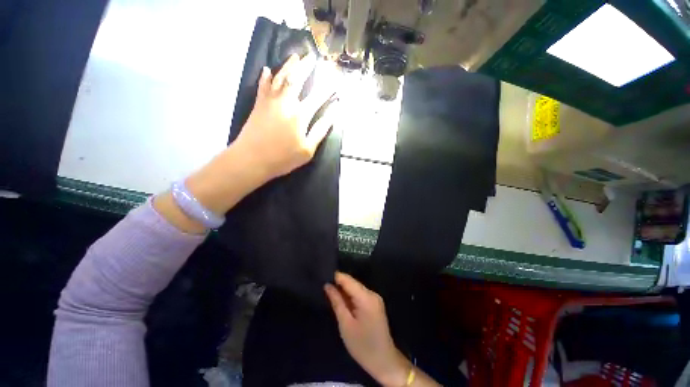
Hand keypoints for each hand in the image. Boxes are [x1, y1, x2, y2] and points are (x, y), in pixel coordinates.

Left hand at [234, 53, 338, 179]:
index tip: (335, 79)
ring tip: (295, 57)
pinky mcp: (258, 105)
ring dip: (289, 66)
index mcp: (300, 115)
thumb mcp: (307, 150)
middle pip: (297, 79)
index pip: (318, 97)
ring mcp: (270, 101)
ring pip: (280, 78)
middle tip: (313, 57)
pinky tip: (267, 69)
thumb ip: (320, 130)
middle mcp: (286, 102)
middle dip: (306, 67)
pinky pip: (262, 86)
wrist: (251, 159)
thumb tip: (333, 115)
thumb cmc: (283, 158)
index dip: (327, 88)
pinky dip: (265, 77)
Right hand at [325, 272, 410, 385]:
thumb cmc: (362, 346)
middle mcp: (372, 293)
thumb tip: (327, 285)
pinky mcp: (375, 303)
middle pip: (352, 282)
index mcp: (366, 297)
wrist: (384, 361)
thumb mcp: (346, 324)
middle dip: (338, 283)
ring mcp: (375, 298)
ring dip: (344, 290)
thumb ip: (337, 302)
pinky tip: (341, 299)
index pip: (348, 280)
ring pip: (356, 288)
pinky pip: (360, 294)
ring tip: (329, 291)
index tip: (322, 276)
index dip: (335, 276)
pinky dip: (350, 296)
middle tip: (323, 285)